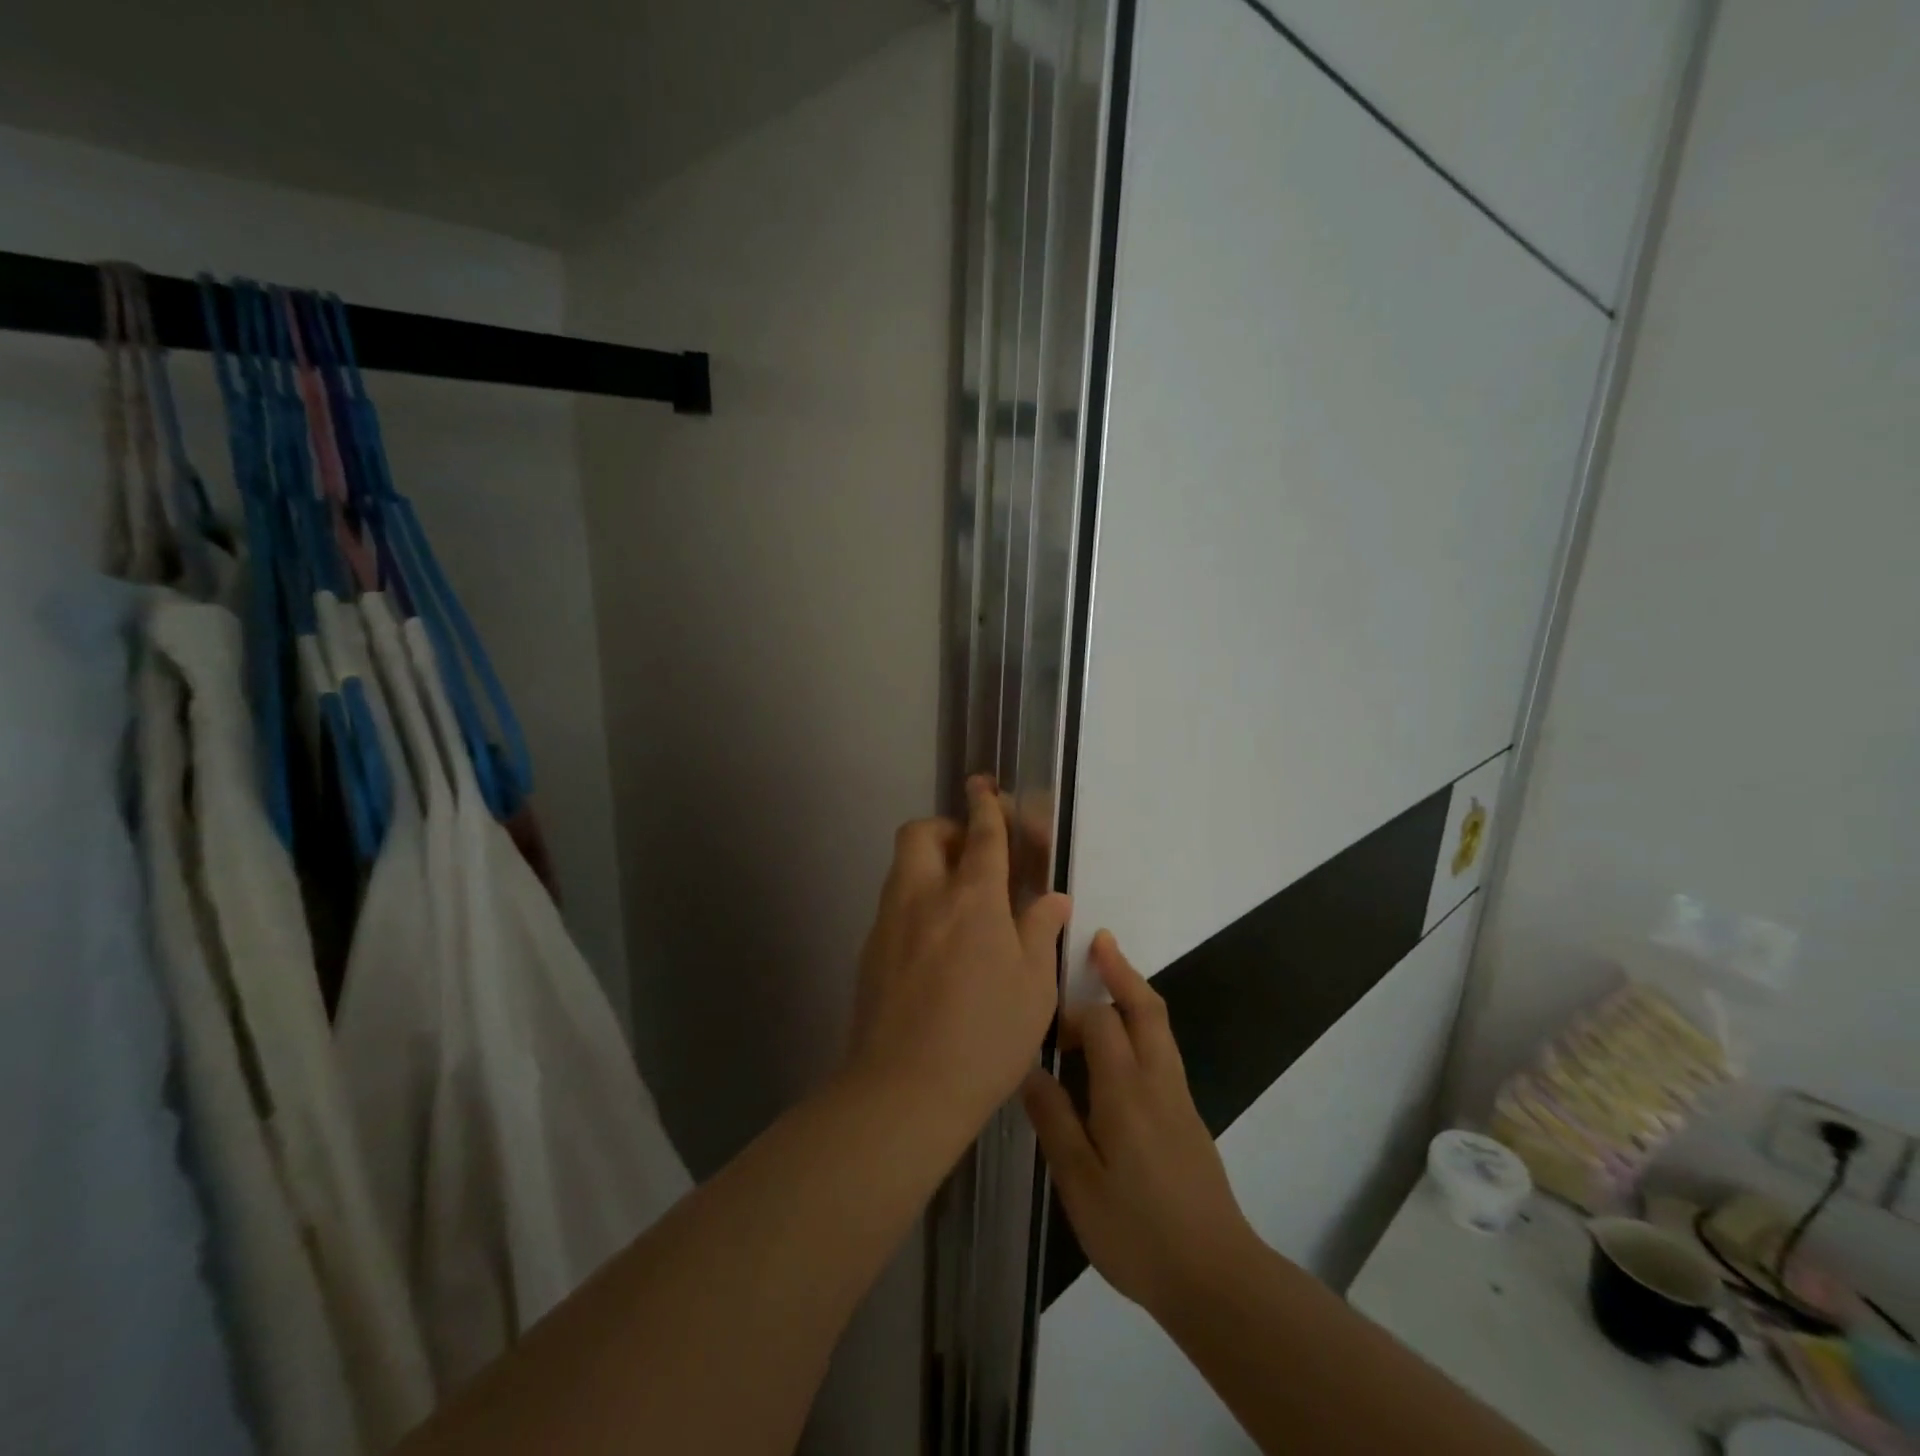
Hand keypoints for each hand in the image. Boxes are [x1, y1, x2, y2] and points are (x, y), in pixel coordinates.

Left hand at [846, 776, 1071, 1136]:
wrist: (904, 1090)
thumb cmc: (986, 1037)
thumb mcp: (1034, 986)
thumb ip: (1041, 931)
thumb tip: (1053, 898)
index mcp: (972, 898)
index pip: (981, 834)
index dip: (986, 804)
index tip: (985, 786)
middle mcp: (924, 896)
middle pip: (922, 833)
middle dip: (947, 827)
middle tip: (973, 855)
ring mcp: (890, 922)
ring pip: (903, 867)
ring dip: (929, 863)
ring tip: (959, 901)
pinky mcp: (870, 951)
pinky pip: (894, 905)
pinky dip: (916, 902)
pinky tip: (935, 944)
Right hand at [1023, 932, 1260, 1317]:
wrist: (1215, 1276)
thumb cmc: (1138, 1231)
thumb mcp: (1079, 1183)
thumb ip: (1054, 1121)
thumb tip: (1030, 1069)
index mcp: (1126, 1090)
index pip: (1102, 1020)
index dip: (1072, 1010)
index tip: (1043, 1020)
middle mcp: (1157, 1080)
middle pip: (1145, 1006)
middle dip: (1121, 969)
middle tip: (1097, 940)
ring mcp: (1178, 1096)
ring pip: (1159, 1025)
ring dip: (1134, 992)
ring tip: (1105, 977)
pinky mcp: (1187, 1114)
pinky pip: (1162, 1049)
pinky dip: (1142, 1024)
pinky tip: (1119, 1047)